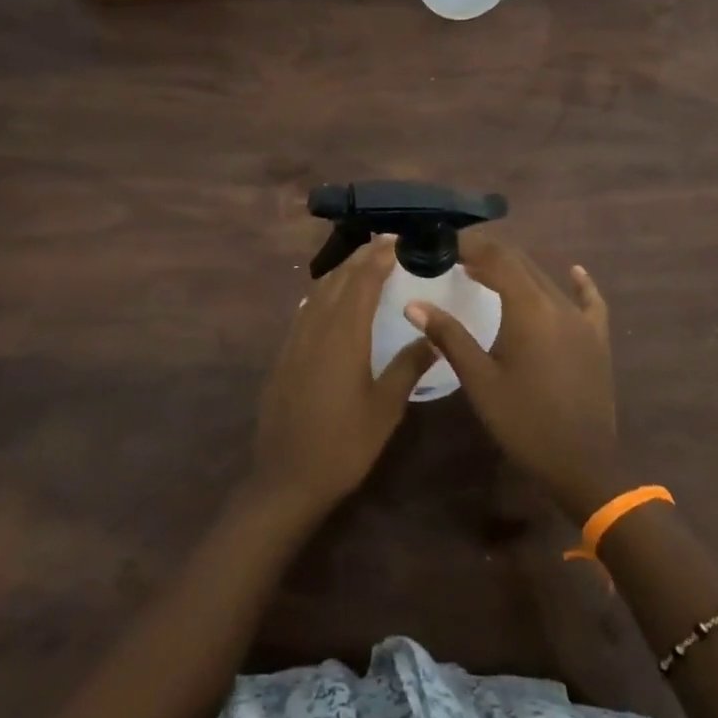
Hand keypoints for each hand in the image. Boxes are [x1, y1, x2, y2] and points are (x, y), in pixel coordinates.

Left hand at [250, 235, 437, 520]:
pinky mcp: (284, 354)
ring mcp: (295, 340)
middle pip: (338, 280)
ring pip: (318, 292)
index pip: (362, 282)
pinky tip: (330, 299)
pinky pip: (305, 310)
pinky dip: (322, 293)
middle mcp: (316, 327)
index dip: (378, 258)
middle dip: (361, 258)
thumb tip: (433, 335)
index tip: (396, 240)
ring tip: (362, 263)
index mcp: (344, 335)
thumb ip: (408, 366)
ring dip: (341, 272)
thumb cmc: (344, 445)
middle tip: (384, 244)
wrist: (286, 477)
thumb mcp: (385, 408)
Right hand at [405, 234, 623, 520]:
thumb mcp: (479, 380)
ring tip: (482, 272)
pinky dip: (577, 283)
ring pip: (546, 279)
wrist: (581, 463)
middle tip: (454, 258)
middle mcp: (558, 303)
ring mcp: (582, 320)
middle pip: (521, 263)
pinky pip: (589, 300)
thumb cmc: (523, 421)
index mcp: (528, 308)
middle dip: (487, 255)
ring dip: (515, 270)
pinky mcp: (596, 338)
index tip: (443, 243)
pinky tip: (574, 271)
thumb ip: (448, 335)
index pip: (497, 258)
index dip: (470, 245)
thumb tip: (413, 304)